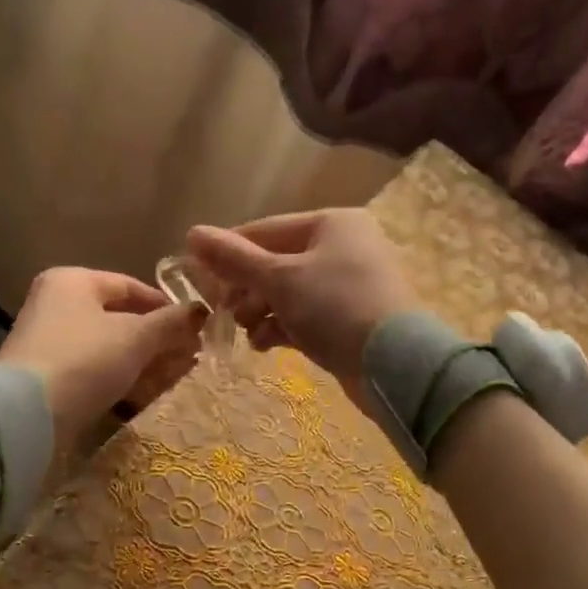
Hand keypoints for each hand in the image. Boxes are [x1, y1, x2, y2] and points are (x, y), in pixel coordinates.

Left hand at [0, 267, 205, 446]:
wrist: (27, 414)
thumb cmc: (85, 360)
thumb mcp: (135, 337)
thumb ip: (170, 323)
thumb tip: (202, 310)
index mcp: (73, 282)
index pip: (129, 286)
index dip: (166, 306)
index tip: (194, 328)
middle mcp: (57, 306)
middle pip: (119, 319)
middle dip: (157, 339)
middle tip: (190, 357)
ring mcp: (51, 344)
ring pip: (109, 349)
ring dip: (143, 363)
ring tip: (175, 379)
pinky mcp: (49, 379)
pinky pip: (94, 373)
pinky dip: (121, 381)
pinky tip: (145, 396)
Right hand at [185, 209, 419, 402]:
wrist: (395, 365)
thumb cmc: (336, 309)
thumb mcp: (280, 281)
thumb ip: (235, 260)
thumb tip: (192, 234)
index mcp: (331, 224)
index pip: (266, 230)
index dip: (229, 253)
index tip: (198, 278)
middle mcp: (344, 247)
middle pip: (277, 263)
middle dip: (247, 290)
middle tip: (223, 312)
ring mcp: (350, 286)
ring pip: (290, 293)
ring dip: (261, 312)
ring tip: (244, 332)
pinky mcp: (352, 320)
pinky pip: (307, 316)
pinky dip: (283, 327)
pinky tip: (263, 345)